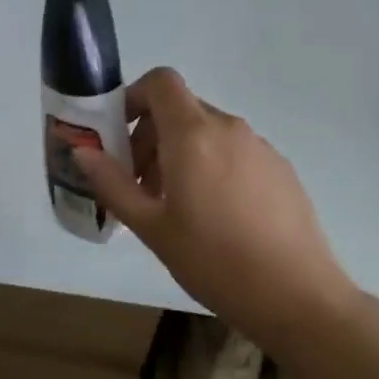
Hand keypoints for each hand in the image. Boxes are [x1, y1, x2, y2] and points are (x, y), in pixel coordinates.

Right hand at [75, 67, 358, 350]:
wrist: (296, 296)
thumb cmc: (213, 260)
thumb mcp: (150, 227)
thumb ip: (113, 183)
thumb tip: (83, 151)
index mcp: (193, 134)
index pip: (161, 82)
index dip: (134, 98)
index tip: (119, 137)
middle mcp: (229, 128)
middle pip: (181, 109)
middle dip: (151, 137)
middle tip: (140, 185)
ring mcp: (260, 147)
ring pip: (208, 132)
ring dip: (180, 154)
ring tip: (175, 207)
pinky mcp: (281, 168)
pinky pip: (234, 152)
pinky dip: (211, 166)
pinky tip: (215, 217)